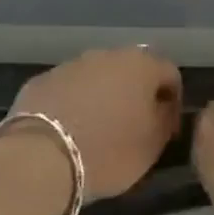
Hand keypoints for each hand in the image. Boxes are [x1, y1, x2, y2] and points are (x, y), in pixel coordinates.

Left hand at [9, 48, 181, 198]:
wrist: (40, 158)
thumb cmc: (109, 150)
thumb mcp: (153, 144)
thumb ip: (164, 119)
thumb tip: (161, 108)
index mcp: (141, 65)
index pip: (170, 74)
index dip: (173, 102)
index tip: (167, 129)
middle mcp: (107, 55)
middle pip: (131, 71)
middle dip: (136, 95)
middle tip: (134, 127)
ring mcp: (69, 66)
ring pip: (97, 78)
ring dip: (104, 97)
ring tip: (99, 130)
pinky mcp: (40, 81)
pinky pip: (68, 90)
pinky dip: (74, 104)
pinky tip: (70, 131)